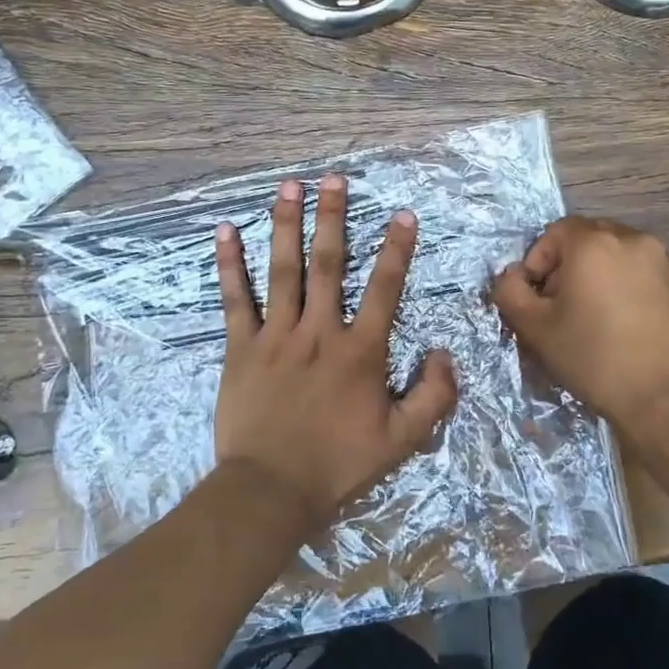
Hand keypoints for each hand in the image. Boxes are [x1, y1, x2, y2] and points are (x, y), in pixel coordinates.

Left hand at [212, 174, 458, 531]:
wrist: (271, 490)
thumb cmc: (338, 464)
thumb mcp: (402, 440)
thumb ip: (433, 395)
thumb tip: (444, 353)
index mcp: (360, 350)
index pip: (384, 288)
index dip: (396, 249)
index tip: (401, 214)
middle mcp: (319, 331)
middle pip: (328, 263)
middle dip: (332, 217)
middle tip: (332, 178)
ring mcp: (277, 335)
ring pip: (282, 270)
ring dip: (285, 225)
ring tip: (287, 187)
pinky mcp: (241, 347)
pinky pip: (235, 299)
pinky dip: (230, 264)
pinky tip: (225, 231)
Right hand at [492, 216, 668, 449]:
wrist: (668, 400)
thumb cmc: (594, 359)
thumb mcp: (535, 328)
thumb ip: (510, 292)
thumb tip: (512, 277)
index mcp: (594, 243)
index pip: (556, 231)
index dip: (539, 260)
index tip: (538, 296)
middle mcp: (634, 240)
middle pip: (590, 239)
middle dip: (570, 265)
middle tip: (563, 305)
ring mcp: (666, 262)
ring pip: (620, 256)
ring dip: (602, 275)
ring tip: (597, 317)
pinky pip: (647, 275)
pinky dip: (631, 289)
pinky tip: (628, 326)